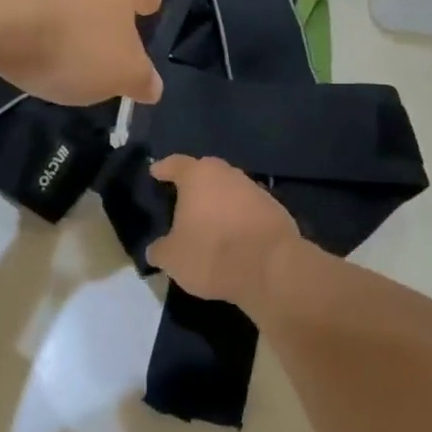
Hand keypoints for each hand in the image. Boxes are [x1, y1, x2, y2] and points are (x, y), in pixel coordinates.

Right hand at [146, 156, 300, 306]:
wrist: (272, 268)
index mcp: (197, 176)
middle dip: (194, 184)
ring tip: (210, 222)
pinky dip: (239, 217)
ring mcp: (254, 188)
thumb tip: (155, 249)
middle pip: (205, 172)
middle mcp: (226, 173)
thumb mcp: (173, 259)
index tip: (155, 173)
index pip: (175, 164)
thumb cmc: (212, 253)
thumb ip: (160, 249)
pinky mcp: (275, 208)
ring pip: (229, 189)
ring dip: (219, 202)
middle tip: (183, 200)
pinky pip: (249, 208)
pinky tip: (235, 236)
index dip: (163, 168)